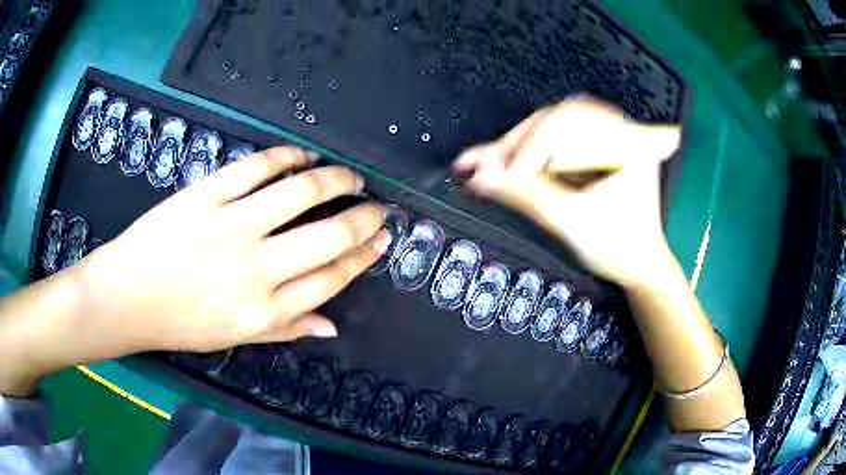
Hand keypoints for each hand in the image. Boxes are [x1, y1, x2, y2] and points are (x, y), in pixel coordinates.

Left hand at [72, 146, 389, 354]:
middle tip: (377, 207)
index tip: (381, 240)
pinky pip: (256, 167)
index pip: (332, 278)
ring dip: (335, 179)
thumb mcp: (235, 337)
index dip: (363, 256)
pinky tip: (303, 156)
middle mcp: (255, 269)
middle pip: (328, 235)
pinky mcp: (205, 195)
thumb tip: (331, 326)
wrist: (127, 297)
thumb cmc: (180, 323)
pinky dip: (287, 156)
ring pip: (300, 192)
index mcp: (265, 310)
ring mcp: (229, 226)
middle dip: (365, 218)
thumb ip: (286, 329)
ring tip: (350, 176)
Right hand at [453, 98, 680, 284]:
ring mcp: (608, 136)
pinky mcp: (595, 146)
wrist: (638, 262)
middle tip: (482, 164)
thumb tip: (483, 175)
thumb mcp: (572, 222)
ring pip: (551, 125)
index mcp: (629, 141)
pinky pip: (556, 138)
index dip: (530, 147)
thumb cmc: (621, 247)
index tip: (500, 174)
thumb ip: (526, 195)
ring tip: (488, 163)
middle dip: (517, 143)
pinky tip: (507, 161)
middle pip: (555, 119)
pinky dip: (530, 151)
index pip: (568, 123)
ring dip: (519, 144)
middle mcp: (620, 130)